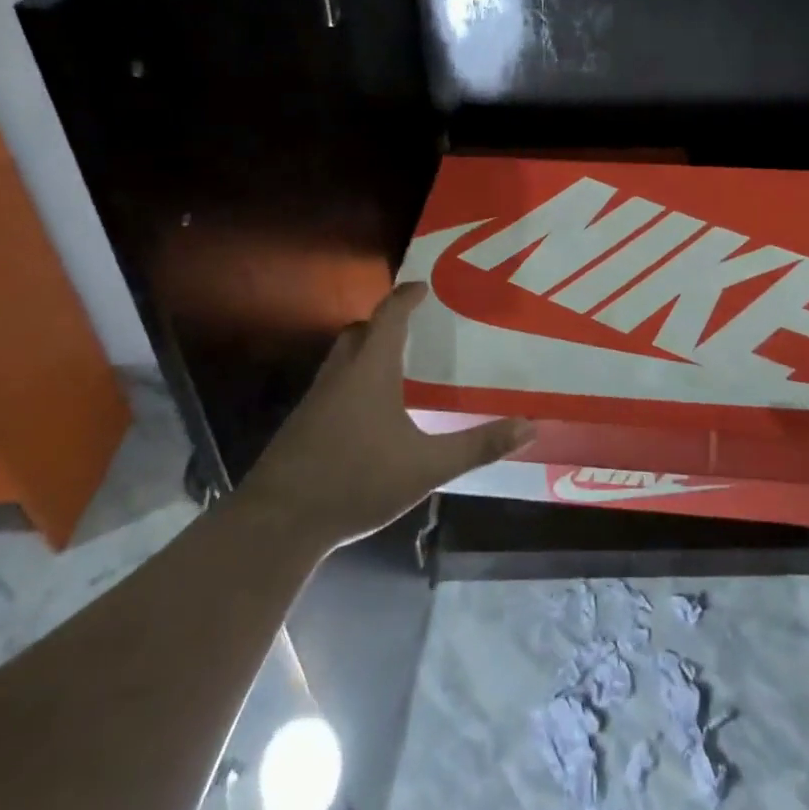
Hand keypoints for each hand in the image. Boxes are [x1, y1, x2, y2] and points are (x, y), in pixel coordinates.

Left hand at [243, 283, 534, 548]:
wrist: (278, 523)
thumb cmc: (357, 481)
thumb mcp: (427, 467)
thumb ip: (478, 446)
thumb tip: (529, 426)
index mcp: (370, 370)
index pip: (389, 316)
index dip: (407, 297)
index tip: (424, 286)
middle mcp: (340, 375)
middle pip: (359, 331)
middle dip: (384, 322)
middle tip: (413, 326)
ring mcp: (315, 400)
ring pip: (342, 358)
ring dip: (366, 351)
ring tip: (396, 367)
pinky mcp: (301, 425)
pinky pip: (332, 385)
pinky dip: (353, 381)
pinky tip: (369, 413)